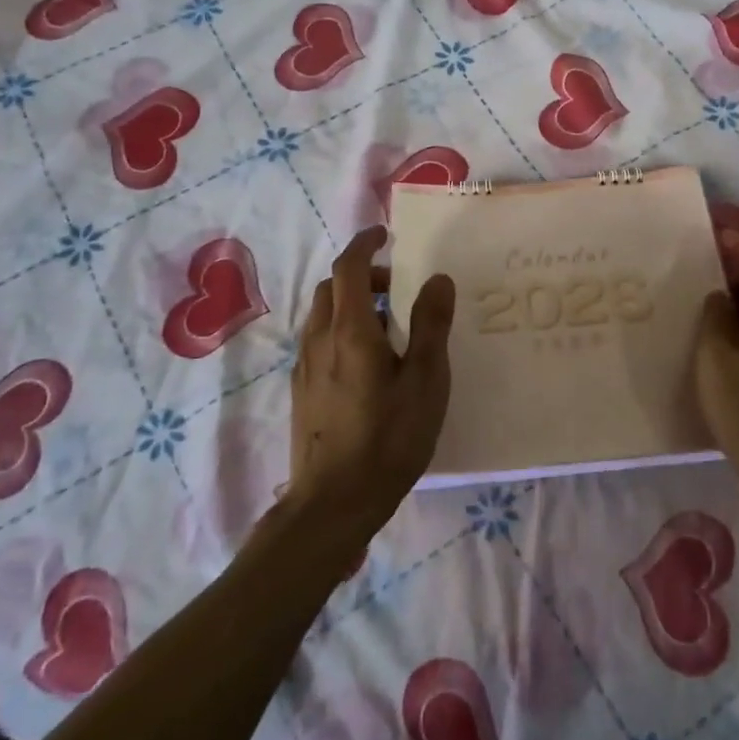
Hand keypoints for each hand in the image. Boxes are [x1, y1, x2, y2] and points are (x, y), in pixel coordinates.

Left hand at [287, 226, 455, 531]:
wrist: (333, 504)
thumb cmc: (388, 438)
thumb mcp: (425, 380)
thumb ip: (431, 325)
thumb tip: (437, 278)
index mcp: (350, 330)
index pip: (348, 268)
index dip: (365, 244)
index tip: (385, 235)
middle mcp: (320, 339)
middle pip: (331, 288)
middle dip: (361, 275)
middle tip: (396, 287)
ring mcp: (305, 367)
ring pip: (322, 315)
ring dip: (350, 303)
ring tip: (386, 326)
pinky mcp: (301, 391)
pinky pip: (318, 341)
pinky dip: (340, 329)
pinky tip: (365, 362)